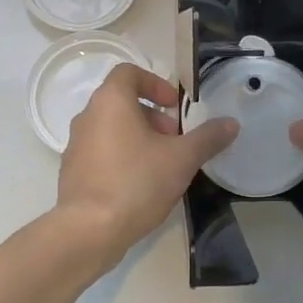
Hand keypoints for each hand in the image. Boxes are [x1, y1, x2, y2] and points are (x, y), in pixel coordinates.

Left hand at [57, 64, 237, 262]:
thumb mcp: (181, 159)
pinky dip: (121, 157)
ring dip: (138, 137)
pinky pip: (100, 153)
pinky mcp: (72, 172)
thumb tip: (231, 123)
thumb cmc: (136, 182)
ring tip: (161, 165)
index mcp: (110, 101)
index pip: (129, 73)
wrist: (89, 230)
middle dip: (152, 116)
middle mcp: (88, 116)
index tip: (174, 106)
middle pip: (122, 102)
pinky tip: (140, 185)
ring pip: (111, 129)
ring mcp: (75, 145)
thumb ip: (207, 138)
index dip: (155, 83)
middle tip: (174, 139)